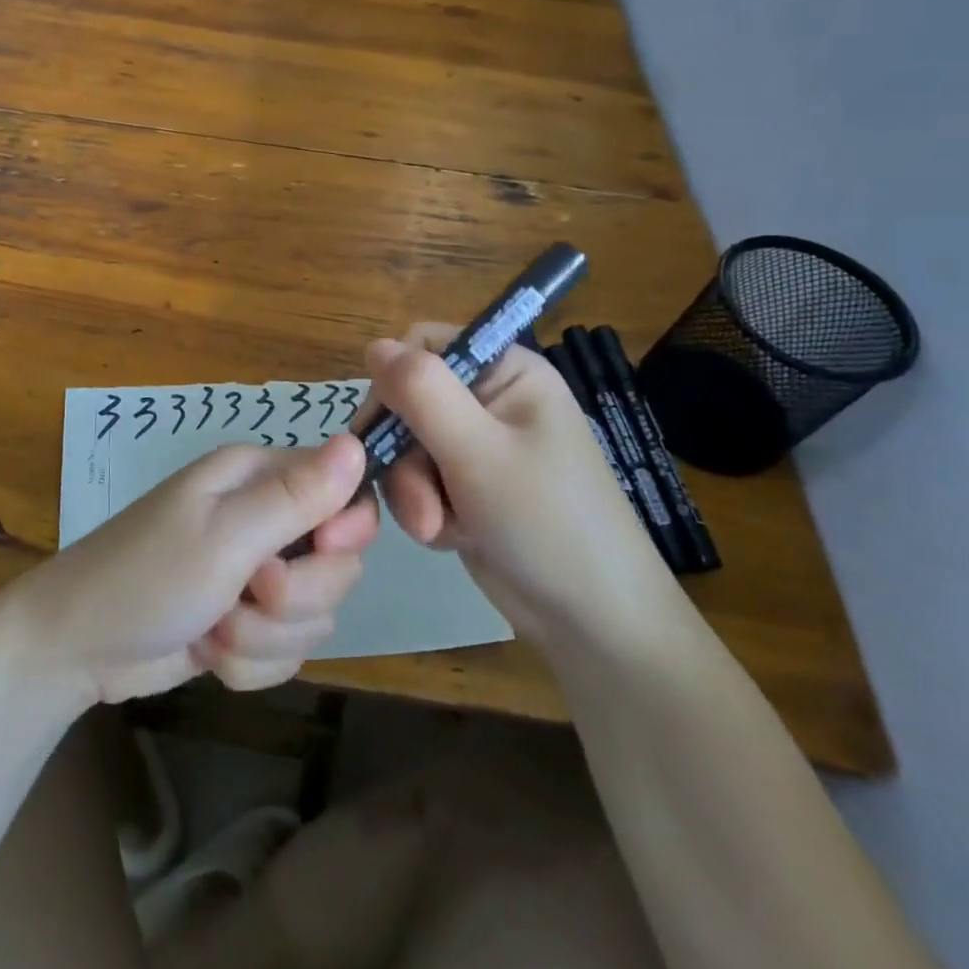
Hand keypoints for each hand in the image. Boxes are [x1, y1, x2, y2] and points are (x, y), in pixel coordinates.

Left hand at [15, 434, 378, 704]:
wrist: (74, 648)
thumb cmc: (146, 577)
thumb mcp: (224, 535)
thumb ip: (295, 496)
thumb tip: (358, 444)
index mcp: (258, 477)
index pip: (345, 491)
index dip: (346, 530)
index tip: (322, 552)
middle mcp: (263, 518)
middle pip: (338, 563)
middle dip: (297, 596)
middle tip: (250, 593)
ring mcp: (254, 574)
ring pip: (314, 615)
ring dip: (266, 636)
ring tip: (214, 627)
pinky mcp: (246, 622)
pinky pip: (286, 651)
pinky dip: (251, 662)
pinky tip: (209, 653)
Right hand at [362, 327, 671, 634]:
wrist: (593, 623)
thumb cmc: (546, 523)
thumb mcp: (478, 452)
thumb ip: (422, 393)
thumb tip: (374, 345)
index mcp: (507, 372)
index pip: (424, 346)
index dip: (394, 382)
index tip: (382, 431)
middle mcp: (490, 401)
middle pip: (408, 402)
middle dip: (405, 458)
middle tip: (420, 506)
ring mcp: (479, 447)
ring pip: (407, 448)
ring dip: (413, 492)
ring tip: (438, 530)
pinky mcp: (468, 488)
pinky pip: (419, 482)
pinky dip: (426, 511)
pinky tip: (452, 538)